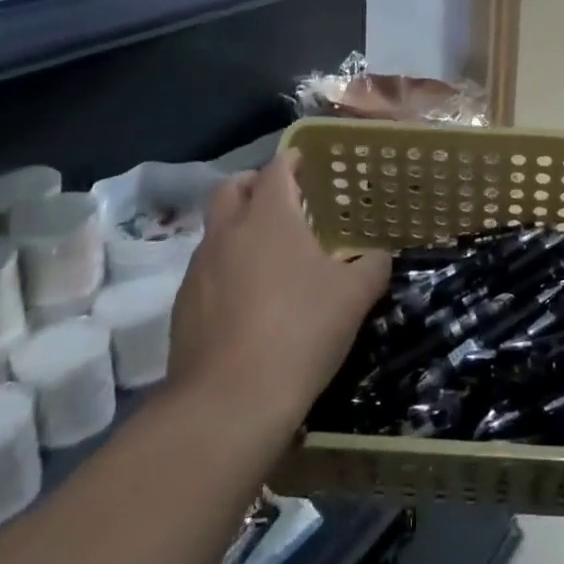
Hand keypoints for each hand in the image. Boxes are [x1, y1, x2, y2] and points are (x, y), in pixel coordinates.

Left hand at [167, 151, 390, 427]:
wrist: (229, 403)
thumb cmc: (300, 331)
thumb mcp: (354, 296)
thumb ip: (372, 267)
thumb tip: (381, 256)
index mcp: (269, 217)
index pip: (276, 169)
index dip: (291, 160)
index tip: (303, 160)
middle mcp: (228, 233)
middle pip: (230, 188)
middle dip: (253, 184)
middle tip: (280, 198)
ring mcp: (199, 271)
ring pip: (215, 231)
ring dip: (237, 229)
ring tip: (267, 254)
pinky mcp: (182, 308)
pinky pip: (205, 272)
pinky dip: (225, 270)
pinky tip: (248, 300)